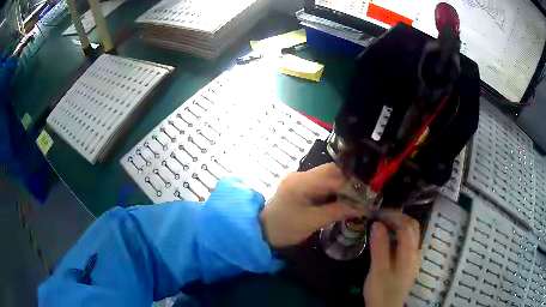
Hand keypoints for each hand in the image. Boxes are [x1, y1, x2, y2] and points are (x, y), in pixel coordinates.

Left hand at [259, 163, 359, 247]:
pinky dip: (333, 189)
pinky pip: (321, 183)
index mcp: (301, 182)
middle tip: (363, 195)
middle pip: (331, 171)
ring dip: (342, 185)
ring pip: (328, 176)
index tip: (368, 195)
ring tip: (356, 197)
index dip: (352, 186)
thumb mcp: (312, 222)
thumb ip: (337, 211)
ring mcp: (299, 179)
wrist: (261, 232)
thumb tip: (363, 207)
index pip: (334, 177)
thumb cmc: (284, 229)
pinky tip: (342, 198)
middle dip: (349, 181)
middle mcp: (300, 175)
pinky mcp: (300, 186)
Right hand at [364, 212, 420, 306]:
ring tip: (383, 224)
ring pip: (411, 233)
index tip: (378, 212)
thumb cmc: (382, 290)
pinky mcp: (408, 262)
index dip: (394, 215)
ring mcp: (413, 257)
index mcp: (409, 252)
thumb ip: (380, 247)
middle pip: (412, 226)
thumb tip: (378, 223)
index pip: (407, 225)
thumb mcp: (378, 270)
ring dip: (399, 224)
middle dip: (398, 217)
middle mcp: (415, 252)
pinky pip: (407, 241)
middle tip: (381, 215)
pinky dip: (398, 234)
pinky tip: (388, 238)